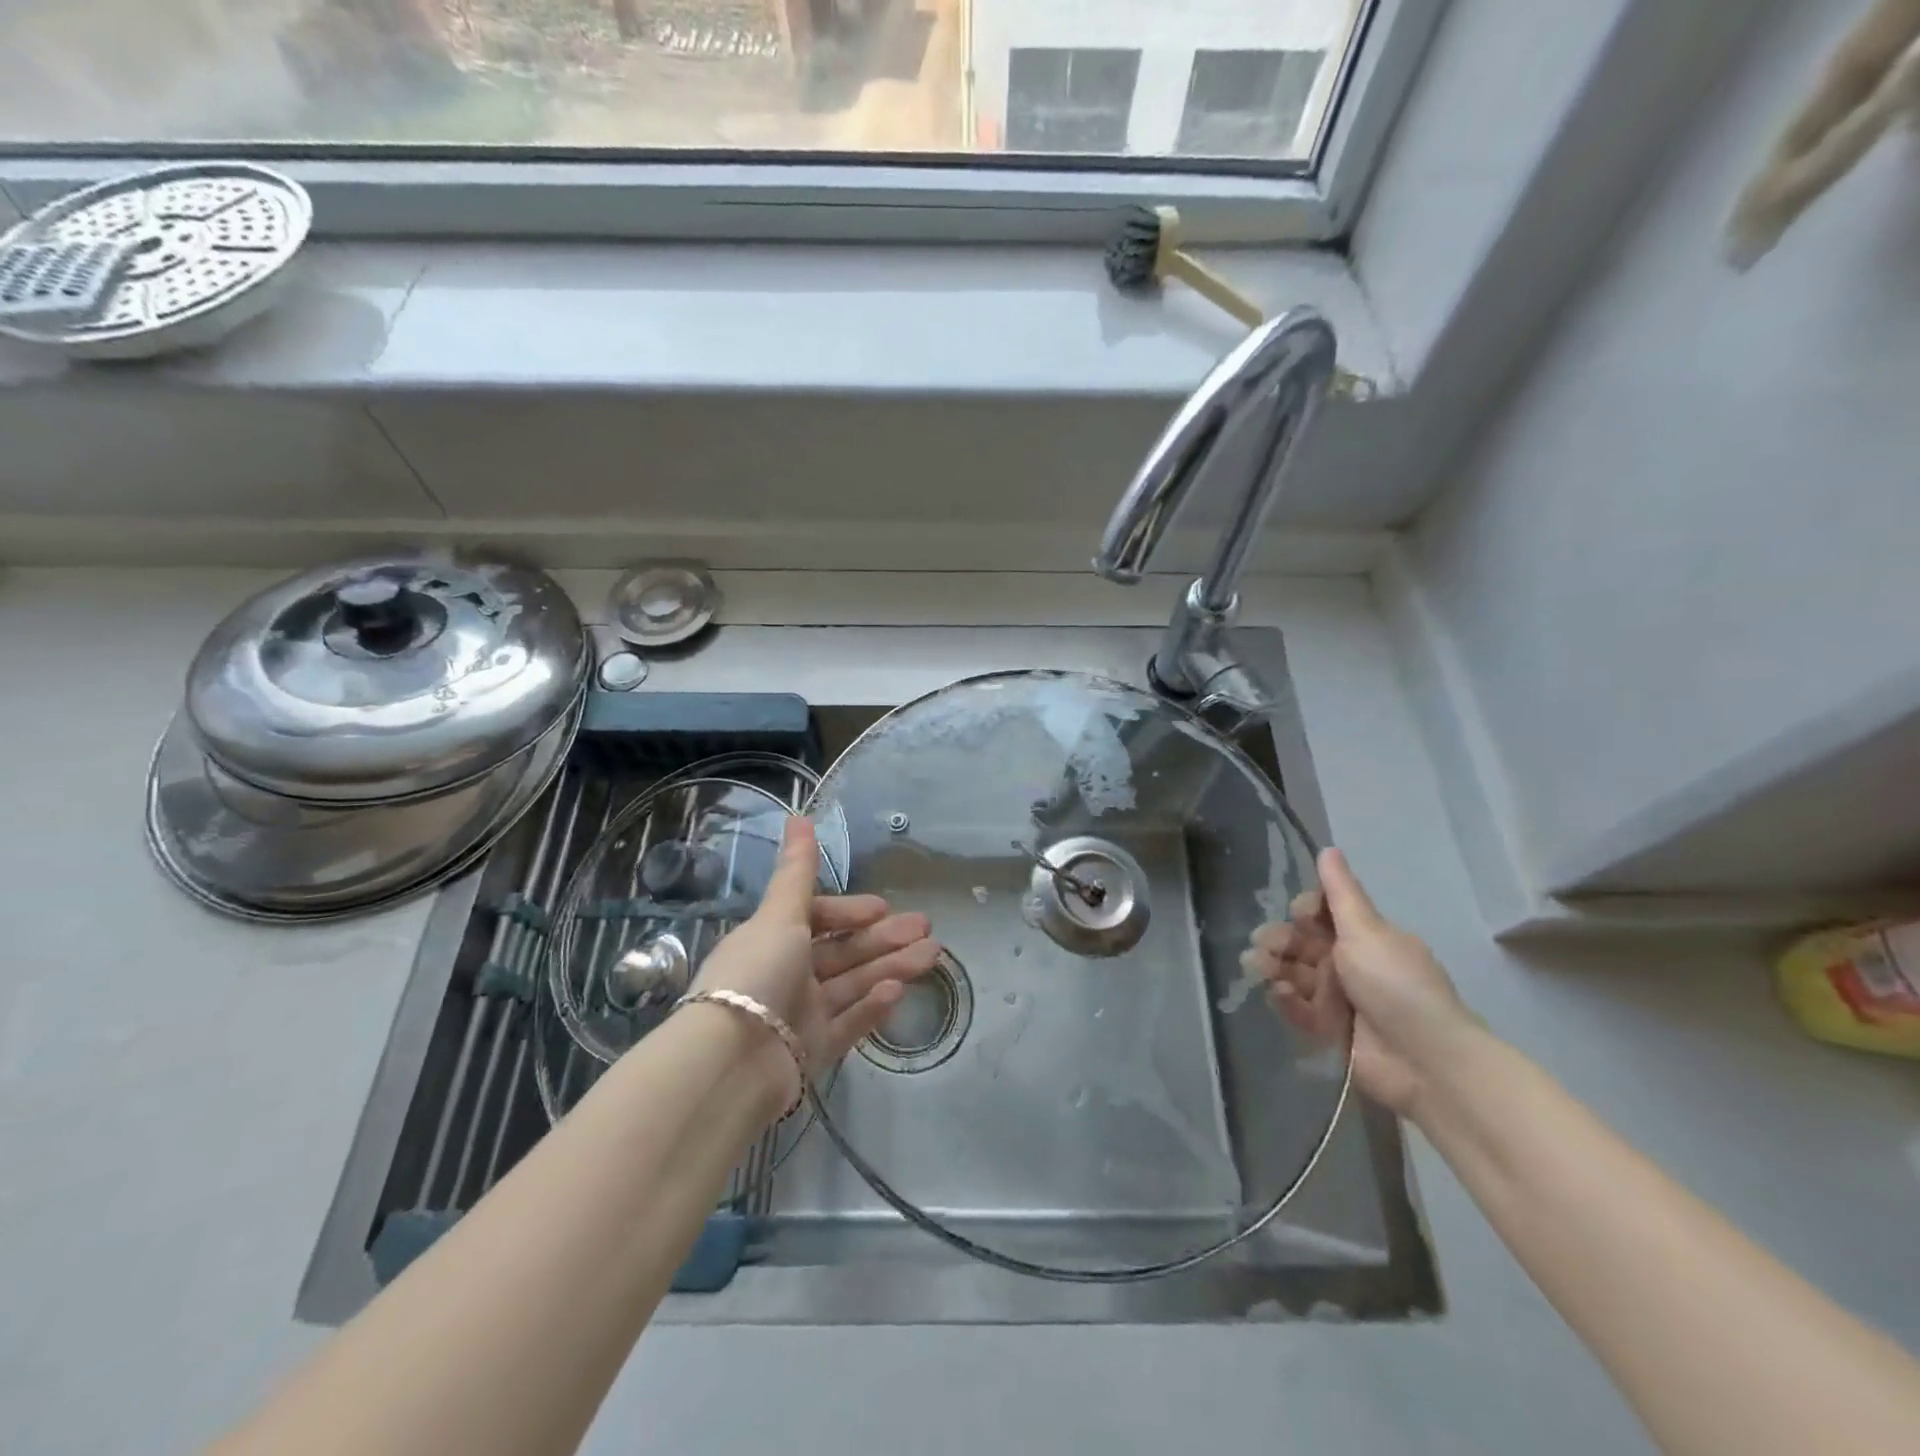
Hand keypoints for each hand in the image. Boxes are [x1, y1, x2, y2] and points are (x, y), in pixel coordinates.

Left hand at [691, 816, 941, 1101]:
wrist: (732, 1061)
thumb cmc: (757, 973)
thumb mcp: (779, 915)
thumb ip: (797, 870)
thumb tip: (798, 815)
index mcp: (774, 940)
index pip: (819, 919)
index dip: (851, 911)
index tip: (882, 908)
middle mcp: (788, 974)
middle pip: (844, 952)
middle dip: (884, 938)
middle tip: (927, 928)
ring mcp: (802, 1014)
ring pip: (854, 984)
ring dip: (891, 967)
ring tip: (933, 955)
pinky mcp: (814, 1050)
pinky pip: (850, 1023)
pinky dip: (873, 1006)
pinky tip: (900, 991)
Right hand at [1241, 847, 1474, 1119]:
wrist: (1425, 1060)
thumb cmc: (1396, 985)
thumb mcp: (1367, 931)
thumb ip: (1341, 892)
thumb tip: (1329, 848)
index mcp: (1365, 937)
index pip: (1322, 914)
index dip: (1305, 911)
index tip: (1299, 914)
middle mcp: (1351, 964)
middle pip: (1302, 943)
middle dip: (1280, 940)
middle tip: (1266, 945)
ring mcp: (1339, 999)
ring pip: (1294, 973)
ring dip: (1274, 966)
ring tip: (1259, 967)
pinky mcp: (1329, 1031)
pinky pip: (1298, 1008)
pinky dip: (1286, 1000)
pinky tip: (1279, 994)